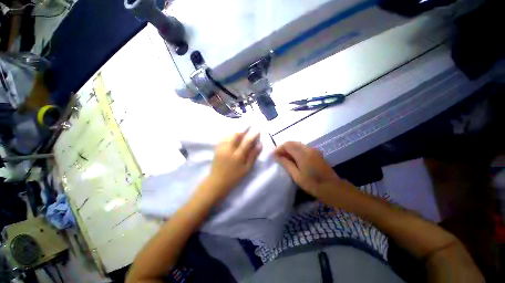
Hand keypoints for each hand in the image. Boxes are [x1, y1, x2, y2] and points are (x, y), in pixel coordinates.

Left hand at [203, 128, 262, 200]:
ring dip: (237, 131)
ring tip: (242, 131)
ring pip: (229, 135)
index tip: (258, 131)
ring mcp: (221, 148)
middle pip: (236, 135)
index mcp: (238, 155)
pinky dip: (229, 134)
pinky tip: (232, 135)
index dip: (253, 135)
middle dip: (243, 130)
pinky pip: (223, 138)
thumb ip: (253, 156)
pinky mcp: (217, 148)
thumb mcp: (246, 169)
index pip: (247, 141)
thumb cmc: (234, 177)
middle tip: (249, 128)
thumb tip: (260, 145)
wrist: (217, 182)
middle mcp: (229, 149)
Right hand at [274, 142, 348, 201]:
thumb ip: (286, 163)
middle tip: (277, 157)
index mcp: (302, 154)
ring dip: (289, 149)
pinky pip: (302, 148)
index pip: (287, 144)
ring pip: (297, 145)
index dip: (279, 148)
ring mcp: (313, 150)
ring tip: (284, 158)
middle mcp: (308, 149)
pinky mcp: (316, 153)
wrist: (333, 188)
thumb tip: (276, 156)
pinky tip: (293, 159)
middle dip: (283, 148)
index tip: (273, 155)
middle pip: (292, 143)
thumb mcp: (296, 176)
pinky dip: (295, 151)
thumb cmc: (313, 184)